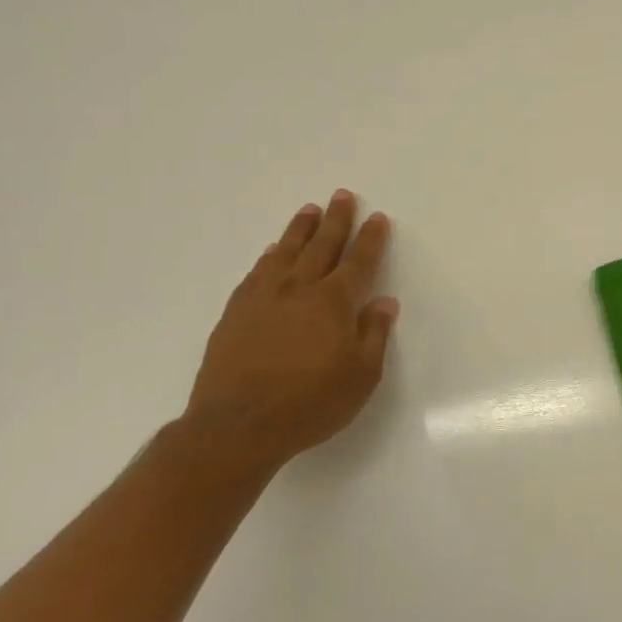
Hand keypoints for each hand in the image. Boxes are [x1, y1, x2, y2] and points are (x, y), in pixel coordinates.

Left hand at [184, 190, 397, 472]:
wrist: (237, 426)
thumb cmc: (310, 403)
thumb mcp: (361, 375)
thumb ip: (374, 335)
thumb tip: (384, 302)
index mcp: (335, 303)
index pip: (359, 261)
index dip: (371, 238)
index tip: (377, 218)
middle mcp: (300, 290)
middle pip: (322, 245)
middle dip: (336, 220)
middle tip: (343, 196)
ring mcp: (264, 298)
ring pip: (287, 252)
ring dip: (301, 229)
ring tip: (309, 210)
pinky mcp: (236, 312)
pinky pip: (257, 272)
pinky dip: (269, 256)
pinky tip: (273, 251)